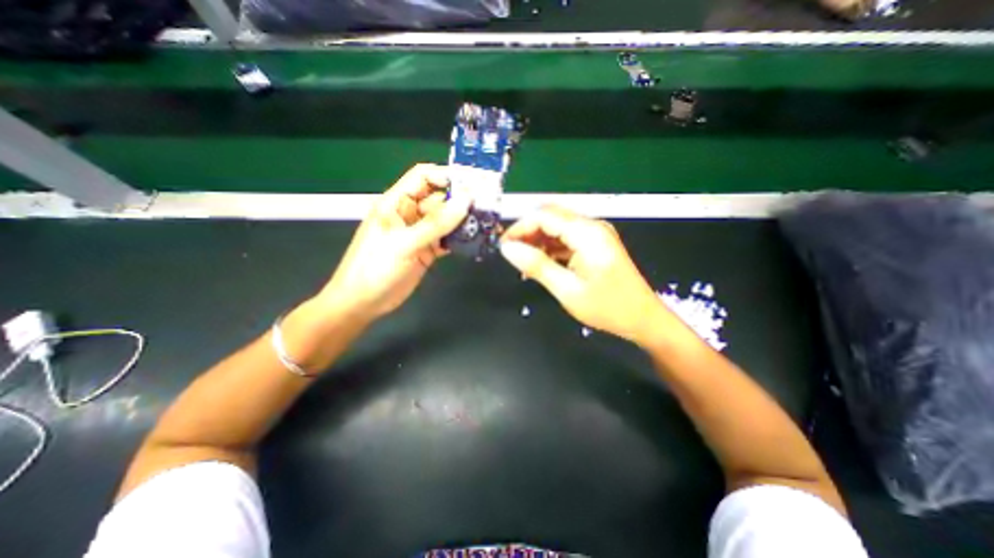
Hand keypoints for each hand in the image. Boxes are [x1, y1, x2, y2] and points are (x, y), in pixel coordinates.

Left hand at [318, 163, 473, 321]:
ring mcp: (420, 233)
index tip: (471, 185)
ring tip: (487, 223)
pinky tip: (476, 240)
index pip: (423, 177)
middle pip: (439, 199)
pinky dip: (460, 239)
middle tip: (487, 206)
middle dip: (461, 200)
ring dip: (464, 221)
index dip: (445, 176)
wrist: (363, 302)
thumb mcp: (404, 243)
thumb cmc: (375, 268)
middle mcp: (410, 214)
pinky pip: (448, 239)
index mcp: (396, 203)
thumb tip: (465, 201)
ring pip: (446, 220)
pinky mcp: (428, 250)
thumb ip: (435, 224)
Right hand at [501, 204, 671, 343]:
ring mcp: (595, 234)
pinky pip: (566, 238)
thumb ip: (536, 265)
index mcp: (587, 233)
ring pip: (557, 227)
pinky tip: (542, 264)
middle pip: (550, 217)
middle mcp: (592, 226)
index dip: (519, 228)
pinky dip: (551, 248)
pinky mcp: (595, 244)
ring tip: (524, 262)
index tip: (503, 246)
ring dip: (538, 241)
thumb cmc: (608, 308)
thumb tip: (507, 249)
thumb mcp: (567, 289)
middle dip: (527, 233)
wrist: (643, 319)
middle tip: (511, 255)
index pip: (544, 216)